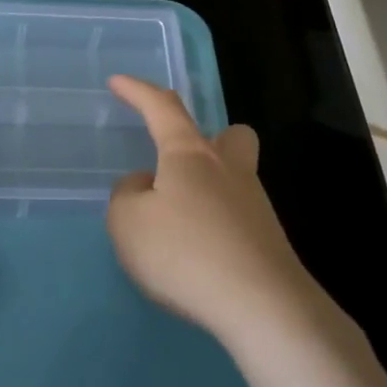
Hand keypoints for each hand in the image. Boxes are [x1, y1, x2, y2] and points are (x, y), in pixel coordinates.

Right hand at [107, 76, 318, 344]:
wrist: (261, 305)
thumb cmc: (185, 252)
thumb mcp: (128, 222)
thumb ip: (127, 195)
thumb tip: (145, 186)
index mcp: (190, 154)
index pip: (163, 108)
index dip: (138, 92)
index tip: (118, 82)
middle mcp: (229, 170)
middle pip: (230, 136)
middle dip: (209, 139)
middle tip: (182, 165)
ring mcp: (255, 205)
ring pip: (235, 178)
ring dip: (207, 190)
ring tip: (175, 228)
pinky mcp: (267, 240)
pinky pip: (237, 218)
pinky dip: (216, 226)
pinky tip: (198, 257)